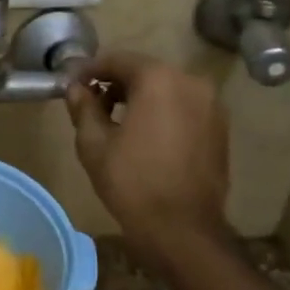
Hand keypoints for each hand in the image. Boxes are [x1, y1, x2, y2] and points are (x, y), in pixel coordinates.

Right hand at [65, 50, 231, 257]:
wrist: (182, 229)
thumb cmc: (131, 181)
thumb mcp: (94, 143)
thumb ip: (83, 106)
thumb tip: (76, 88)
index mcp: (158, 79)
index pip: (117, 60)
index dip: (89, 70)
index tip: (71, 84)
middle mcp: (190, 82)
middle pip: (144, 71)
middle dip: (115, 82)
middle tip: (89, 102)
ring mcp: (211, 105)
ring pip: (166, 89)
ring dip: (139, 97)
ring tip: (114, 120)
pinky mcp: (219, 128)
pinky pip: (183, 107)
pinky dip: (161, 111)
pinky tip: (143, 135)